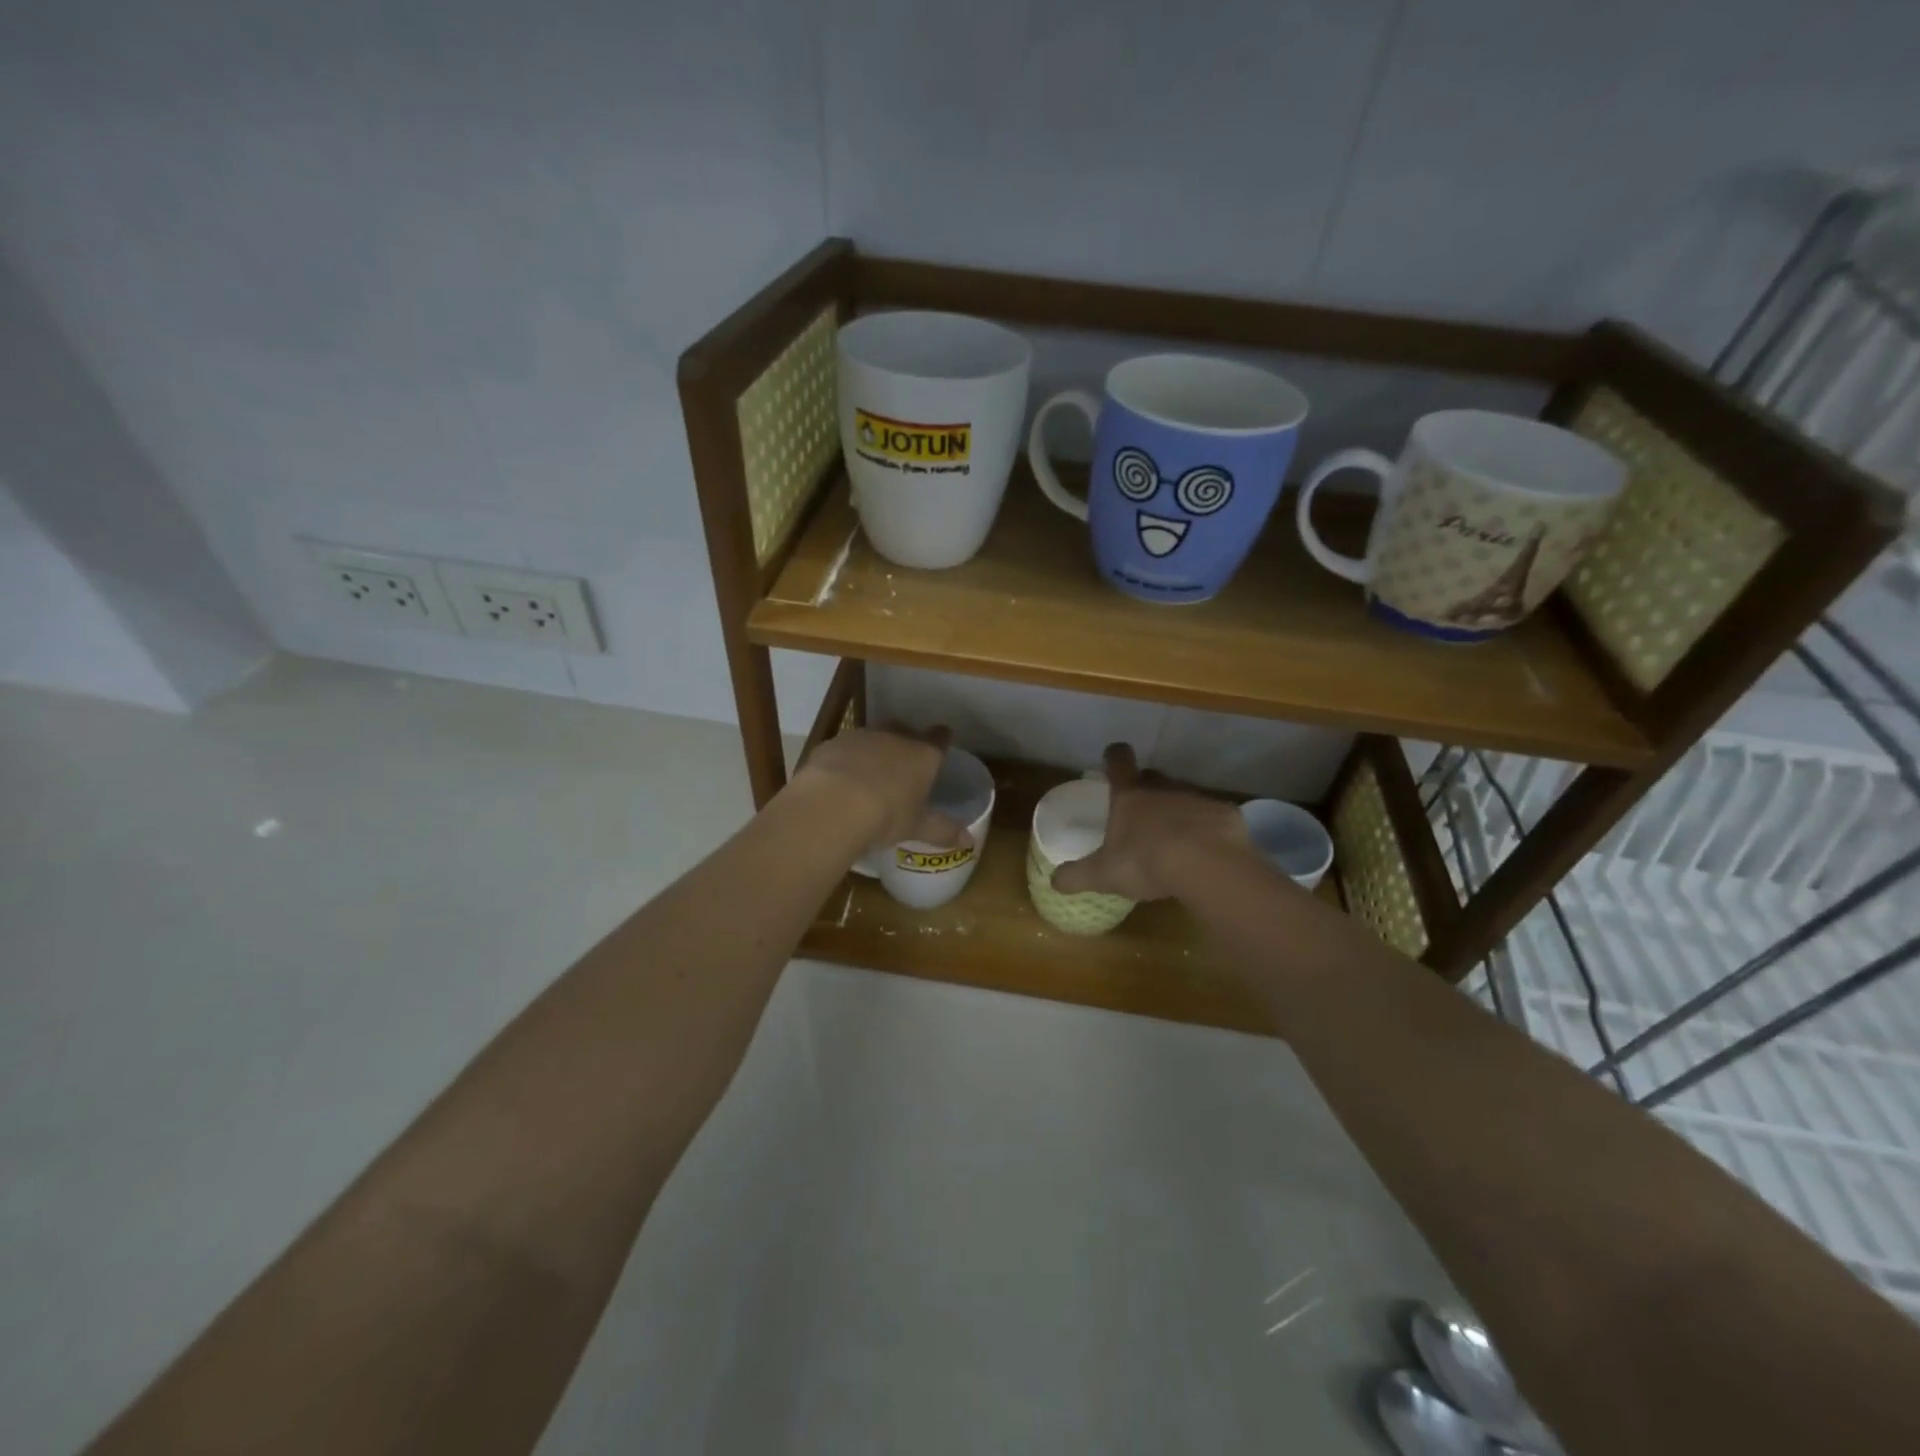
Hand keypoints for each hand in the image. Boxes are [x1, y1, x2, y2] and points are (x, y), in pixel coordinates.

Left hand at [791, 725, 966, 851]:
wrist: (834, 804)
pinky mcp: (831, 745)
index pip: (939, 739)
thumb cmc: (887, 815)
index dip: (942, 738)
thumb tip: (969, 841)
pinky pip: (843, 749)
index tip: (943, 737)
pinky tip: (838, 779)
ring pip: (871, 737)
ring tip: (868, 772)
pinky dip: (844, 760)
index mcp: (922, 755)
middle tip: (903, 759)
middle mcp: (894, 738)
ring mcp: (861, 738)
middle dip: (904, 739)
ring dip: (872, 749)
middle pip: (903, 729)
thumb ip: (942, 831)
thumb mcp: (917, 827)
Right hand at [1050, 743, 1250, 901]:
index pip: (1118, 761)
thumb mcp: (1103, 874)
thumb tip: (1053, 881)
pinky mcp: (1225, 813)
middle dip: (1146, 788)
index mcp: (1129, 796)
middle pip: (1152, 777)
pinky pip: (1212, 816)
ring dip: (1178, 811)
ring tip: (1175, 840)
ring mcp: (1196, 798)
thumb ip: (1077, 876)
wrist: (1207, 865)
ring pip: (1183, 796)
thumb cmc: (1145, 862)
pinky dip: (1207, 829)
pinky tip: (1206, 852)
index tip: (1112, 759)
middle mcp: (1162, 788)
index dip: (1114, 757)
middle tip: (1141, 813)